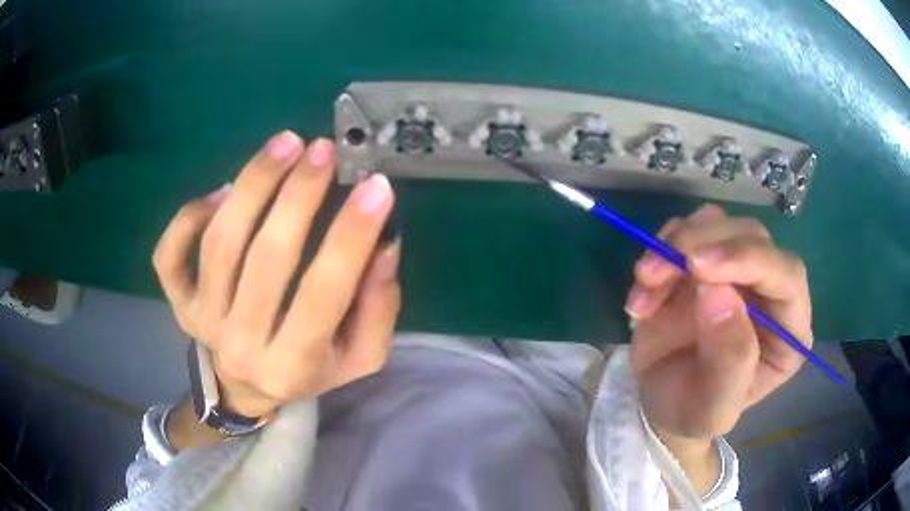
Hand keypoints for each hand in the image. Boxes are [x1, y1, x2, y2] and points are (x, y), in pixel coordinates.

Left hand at [153, 132, 399, 417]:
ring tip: (284, 145)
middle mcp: (242, 345)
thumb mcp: (359, 355)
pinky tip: (222, 191)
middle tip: (322, 150)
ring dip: (252, 185)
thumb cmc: (309, 369)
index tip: (375, 186)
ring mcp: (203, 322)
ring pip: (219, 244)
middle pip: (265, 259)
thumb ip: (377, 307)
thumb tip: (383, 245)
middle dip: (297, 195)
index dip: (351, 236)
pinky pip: (169, 254)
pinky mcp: (179, 303)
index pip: (324, 292)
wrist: (247, 388)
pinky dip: (189, 216)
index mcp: (294, 365)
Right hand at [626, 204, 811, 448]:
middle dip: (703, 245)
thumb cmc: (692, 413)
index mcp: (789, 330)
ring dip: (676, 245)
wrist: (661, 403)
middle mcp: (770, 290)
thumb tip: (718, 292)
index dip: (748, 259)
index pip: (786, 274)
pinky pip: (686, 230)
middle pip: (752, 236)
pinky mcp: (705, 260)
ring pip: (718, 223)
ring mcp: (738, 269)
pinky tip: (644, 290)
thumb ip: (728, 360)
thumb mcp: (711, 409)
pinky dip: (660, 250)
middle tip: (656, 272)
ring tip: (645, 283)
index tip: (697, 267)